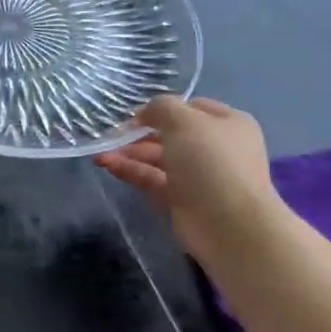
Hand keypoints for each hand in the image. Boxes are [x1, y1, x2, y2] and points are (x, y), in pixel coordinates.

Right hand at [97, 96, 282, 264]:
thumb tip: (146, 112)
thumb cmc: (211, 162)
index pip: (191, 108)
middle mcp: (216, 148)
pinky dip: (132, 171)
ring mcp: (199, 176)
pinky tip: (108, 165)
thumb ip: (161, 107)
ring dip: (130, 153)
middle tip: (112, 136)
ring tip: (100, 154)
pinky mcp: (183, 200)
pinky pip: (154, 179)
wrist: (230, 224)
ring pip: (159, 158)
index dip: (162, 108)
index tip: (135, 115)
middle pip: (171, 134)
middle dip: (140, 134)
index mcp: (228, 123)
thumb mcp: (184, 121)